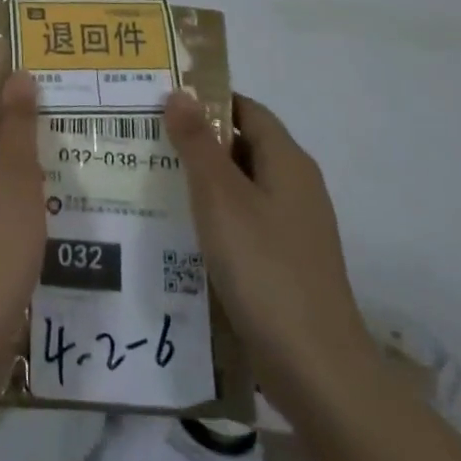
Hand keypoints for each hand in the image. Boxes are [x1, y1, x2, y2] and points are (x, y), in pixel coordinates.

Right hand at [165, 92, 373, 413]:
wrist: (315, 367)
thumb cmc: (263, 267)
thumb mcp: (220, 197)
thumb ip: (197, 143)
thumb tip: (180, 93)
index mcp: (288, 161)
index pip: (246, 109)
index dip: (206, 100)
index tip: (161, 100)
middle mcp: (296, 186)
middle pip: (243, 145)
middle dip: (197, 139)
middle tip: (146, 138)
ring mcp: (294, 227)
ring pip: (241, 185)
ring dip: (202, 179)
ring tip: (152, 178)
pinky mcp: (285, 261)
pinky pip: (245, 220)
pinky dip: (214, 214)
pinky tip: (181, 228)